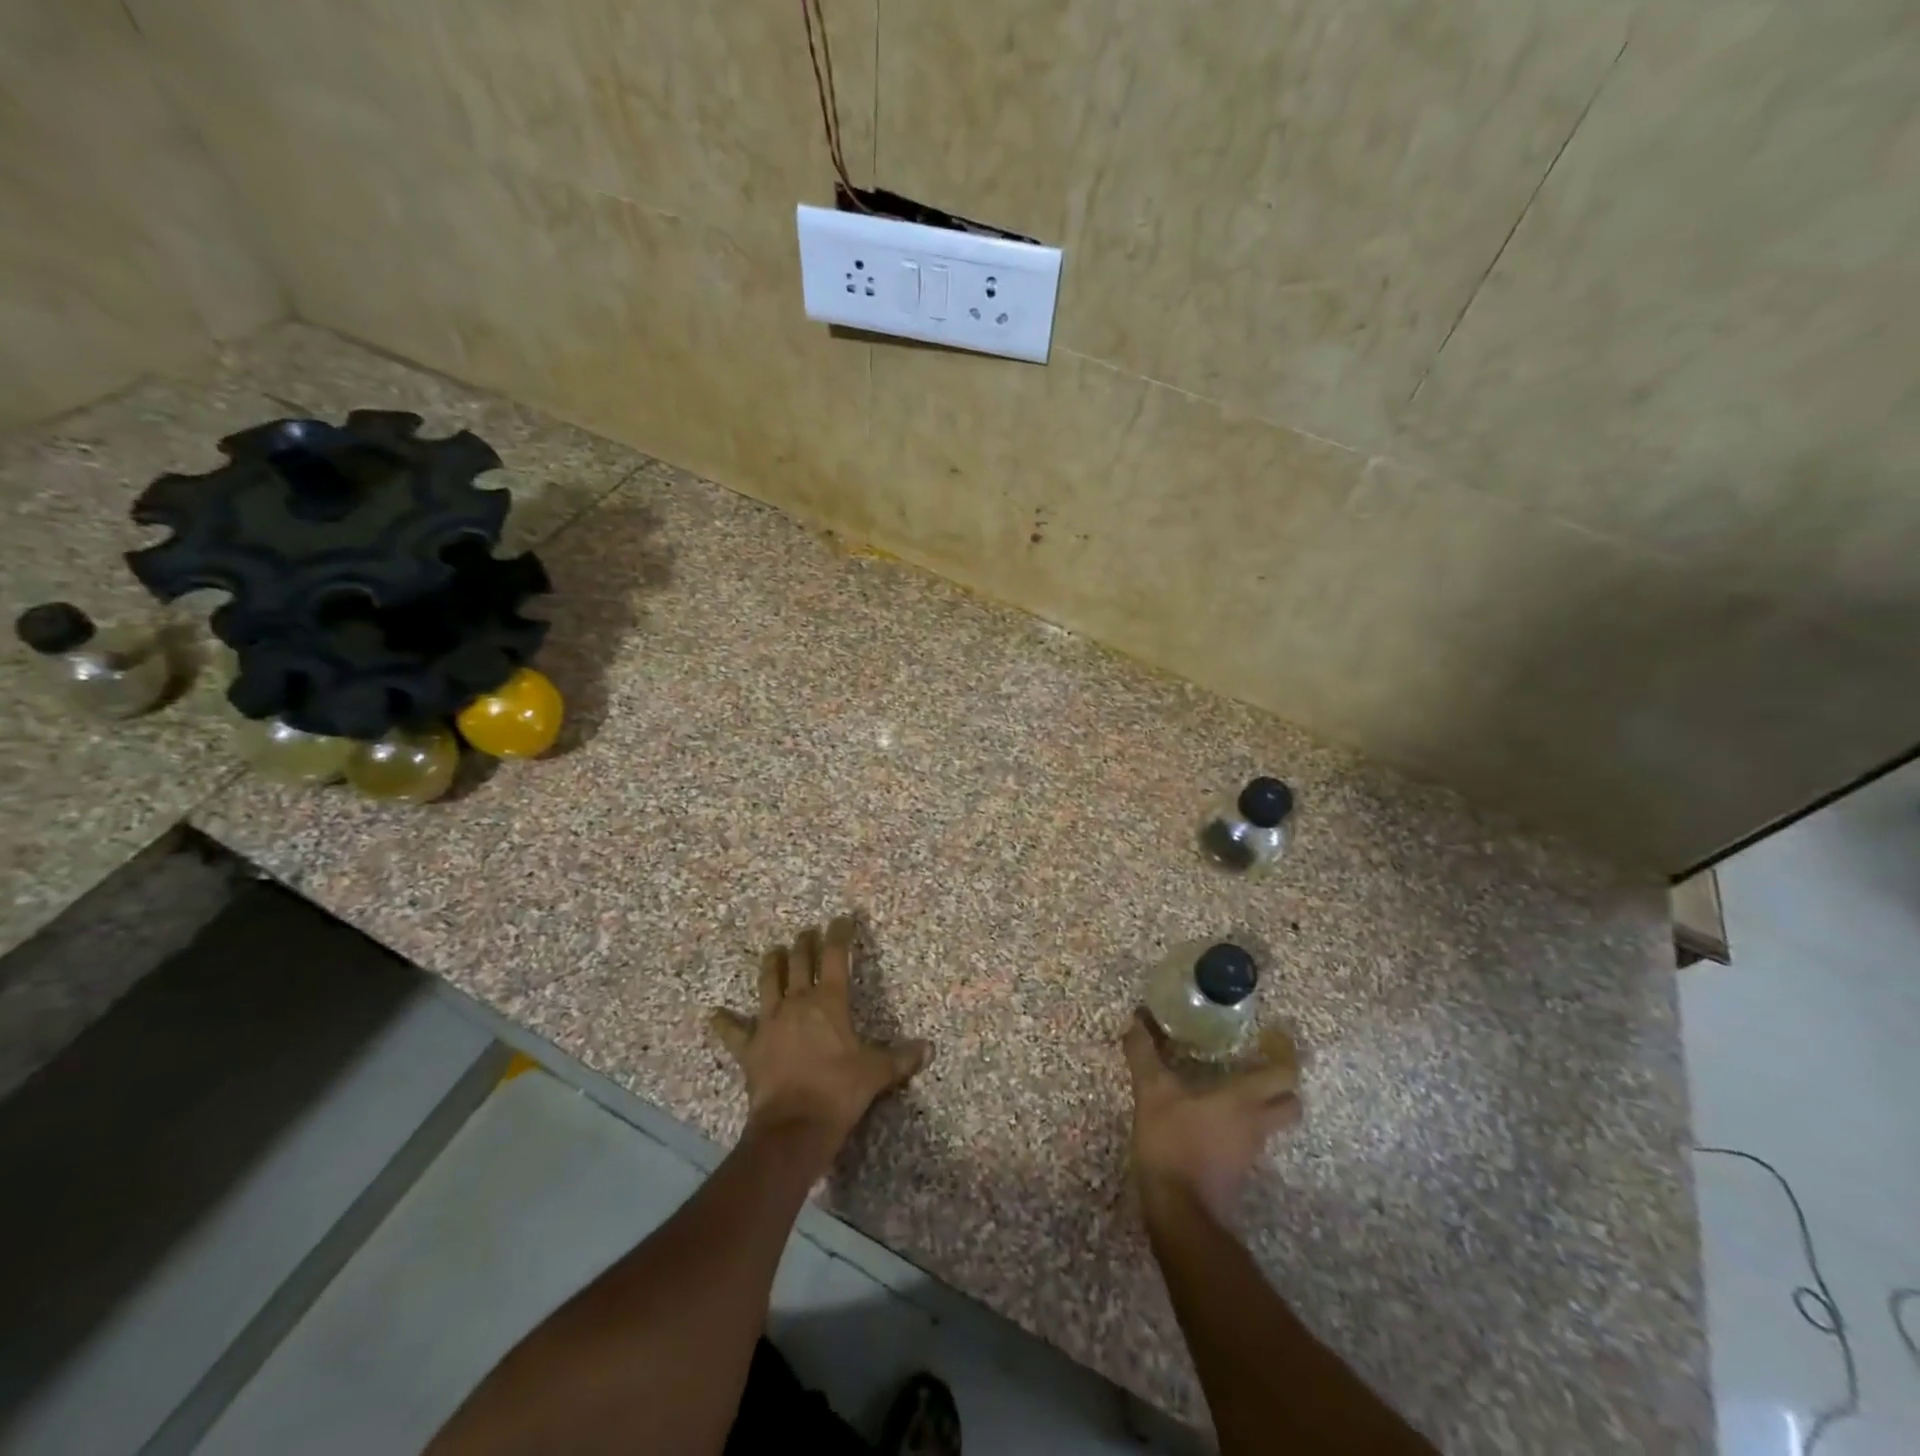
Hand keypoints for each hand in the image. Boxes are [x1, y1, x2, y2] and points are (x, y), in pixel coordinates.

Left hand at [709, 917, 932, 1154]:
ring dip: (771, 965)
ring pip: (767, 983)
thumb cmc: (839, 1090)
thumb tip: (929, 1049)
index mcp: (828, 1001)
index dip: (839, 934)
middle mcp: (797, 1002)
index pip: (834, 956)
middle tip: (807, 932)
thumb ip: (901, 1058)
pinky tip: (714, 1015)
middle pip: (798, 962)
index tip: (842, 919)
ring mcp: (769, 1023)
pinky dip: (725, 1023)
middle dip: (804, 943)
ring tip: (773, 951)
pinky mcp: (750, 1048)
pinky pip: (734, 1032)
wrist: (794, 1125)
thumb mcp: (877, 1072)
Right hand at [1122, 1010, 1300, 1224]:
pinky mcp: (1238, 1171)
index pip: (1284, 1075)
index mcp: (1243, 1099)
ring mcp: (1250, 1151)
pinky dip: (1240, 1127)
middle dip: (1282, 1085)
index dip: (1286, 1054)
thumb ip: (1144, 1054)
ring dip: (1261, 1106)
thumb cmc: (1172, 1142)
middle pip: (1289, 1103)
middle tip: (1260, 1065)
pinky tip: (1213, 1120)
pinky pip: (1249, 1141)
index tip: (1275, 1037)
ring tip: (1231, 1087)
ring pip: (1270, 1123)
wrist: (1180, 1211)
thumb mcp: (1152, 1092)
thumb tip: (1136, 1017)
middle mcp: (1256, 1123)